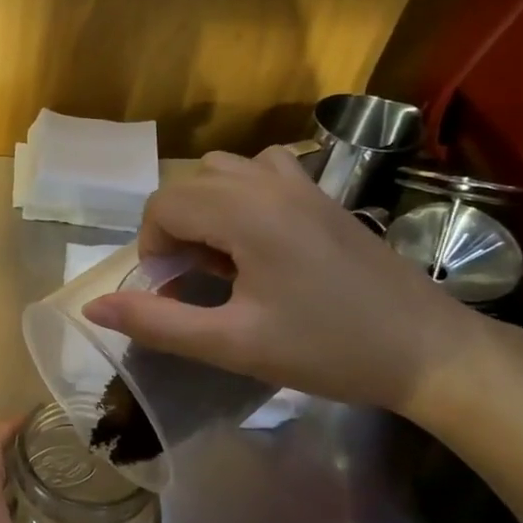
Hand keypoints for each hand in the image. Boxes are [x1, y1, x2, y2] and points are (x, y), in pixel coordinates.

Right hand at [81, 146, 484, 417]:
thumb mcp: (232, 344)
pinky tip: (257, 239)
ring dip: (205, 209)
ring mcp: (303, 184)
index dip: (152, 248)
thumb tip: (93, 307)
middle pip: (188, 185)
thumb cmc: (328, 349)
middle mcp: (271, 183)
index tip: (172, 290)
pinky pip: (262, 171)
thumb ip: (158, 323)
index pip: (164, 205)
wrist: (428, 351)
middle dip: (175, 231)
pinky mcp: (324, 195)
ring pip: (223, 171)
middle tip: (196, 282)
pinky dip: (241, 195)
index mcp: (247, 214)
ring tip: (224, 259)